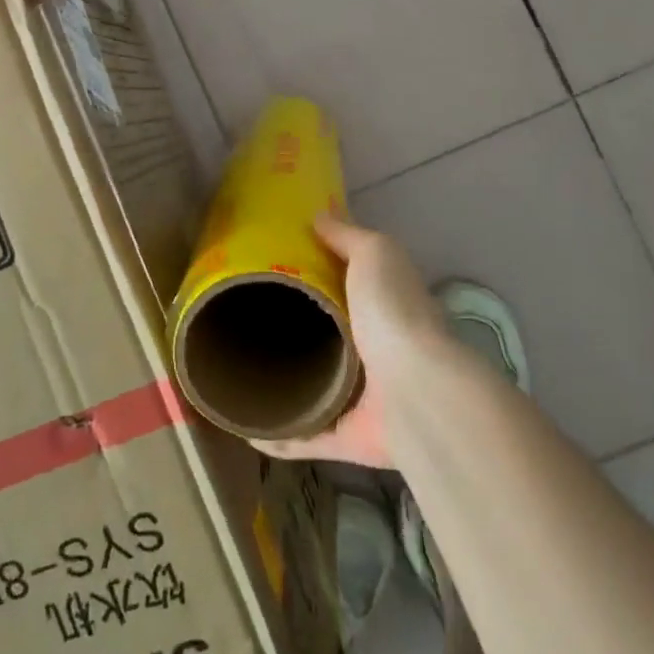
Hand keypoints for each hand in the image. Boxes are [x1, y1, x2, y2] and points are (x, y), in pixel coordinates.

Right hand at [253, 215, 451, 469]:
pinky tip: (246, 429)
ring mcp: (359, 399)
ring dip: (283, 387)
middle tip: (245, 322)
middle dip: (292, 335)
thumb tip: (319, 215)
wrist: (415, 388)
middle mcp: (372, 353)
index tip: (272, 272)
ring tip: (238, 374)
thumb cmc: (393, 312)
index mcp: (378, 309)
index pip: (344, 292)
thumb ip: (347, 236)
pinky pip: (306, 437)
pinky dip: (278, 438)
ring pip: (314, 391)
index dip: (314, 281)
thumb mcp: (374, 254)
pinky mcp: (346, 438)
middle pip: (325, 341)